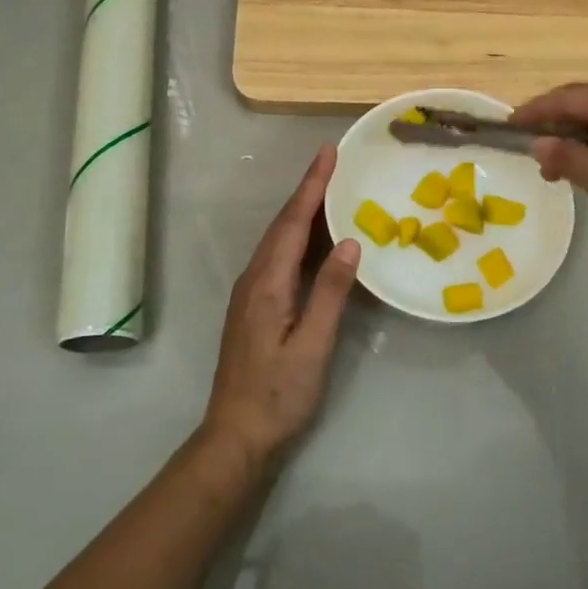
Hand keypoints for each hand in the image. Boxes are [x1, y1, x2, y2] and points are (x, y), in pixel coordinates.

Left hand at [201, 145, 359, 476]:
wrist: (236, 435)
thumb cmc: (279, 393)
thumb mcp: (312, 345)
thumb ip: (330, 292)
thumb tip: (350, 242)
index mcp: (267, 283)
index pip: (292, 223)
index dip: (311, 186)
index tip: (328, 153)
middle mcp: (254, 279)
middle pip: (282, 225)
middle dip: (307, 190)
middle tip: (333, 162)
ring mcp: (251, 293)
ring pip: (278, 240)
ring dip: (302, 211)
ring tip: (328, 190)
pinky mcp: (254, 307)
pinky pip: (278, 258)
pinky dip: (298, 238)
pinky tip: (315, 240)